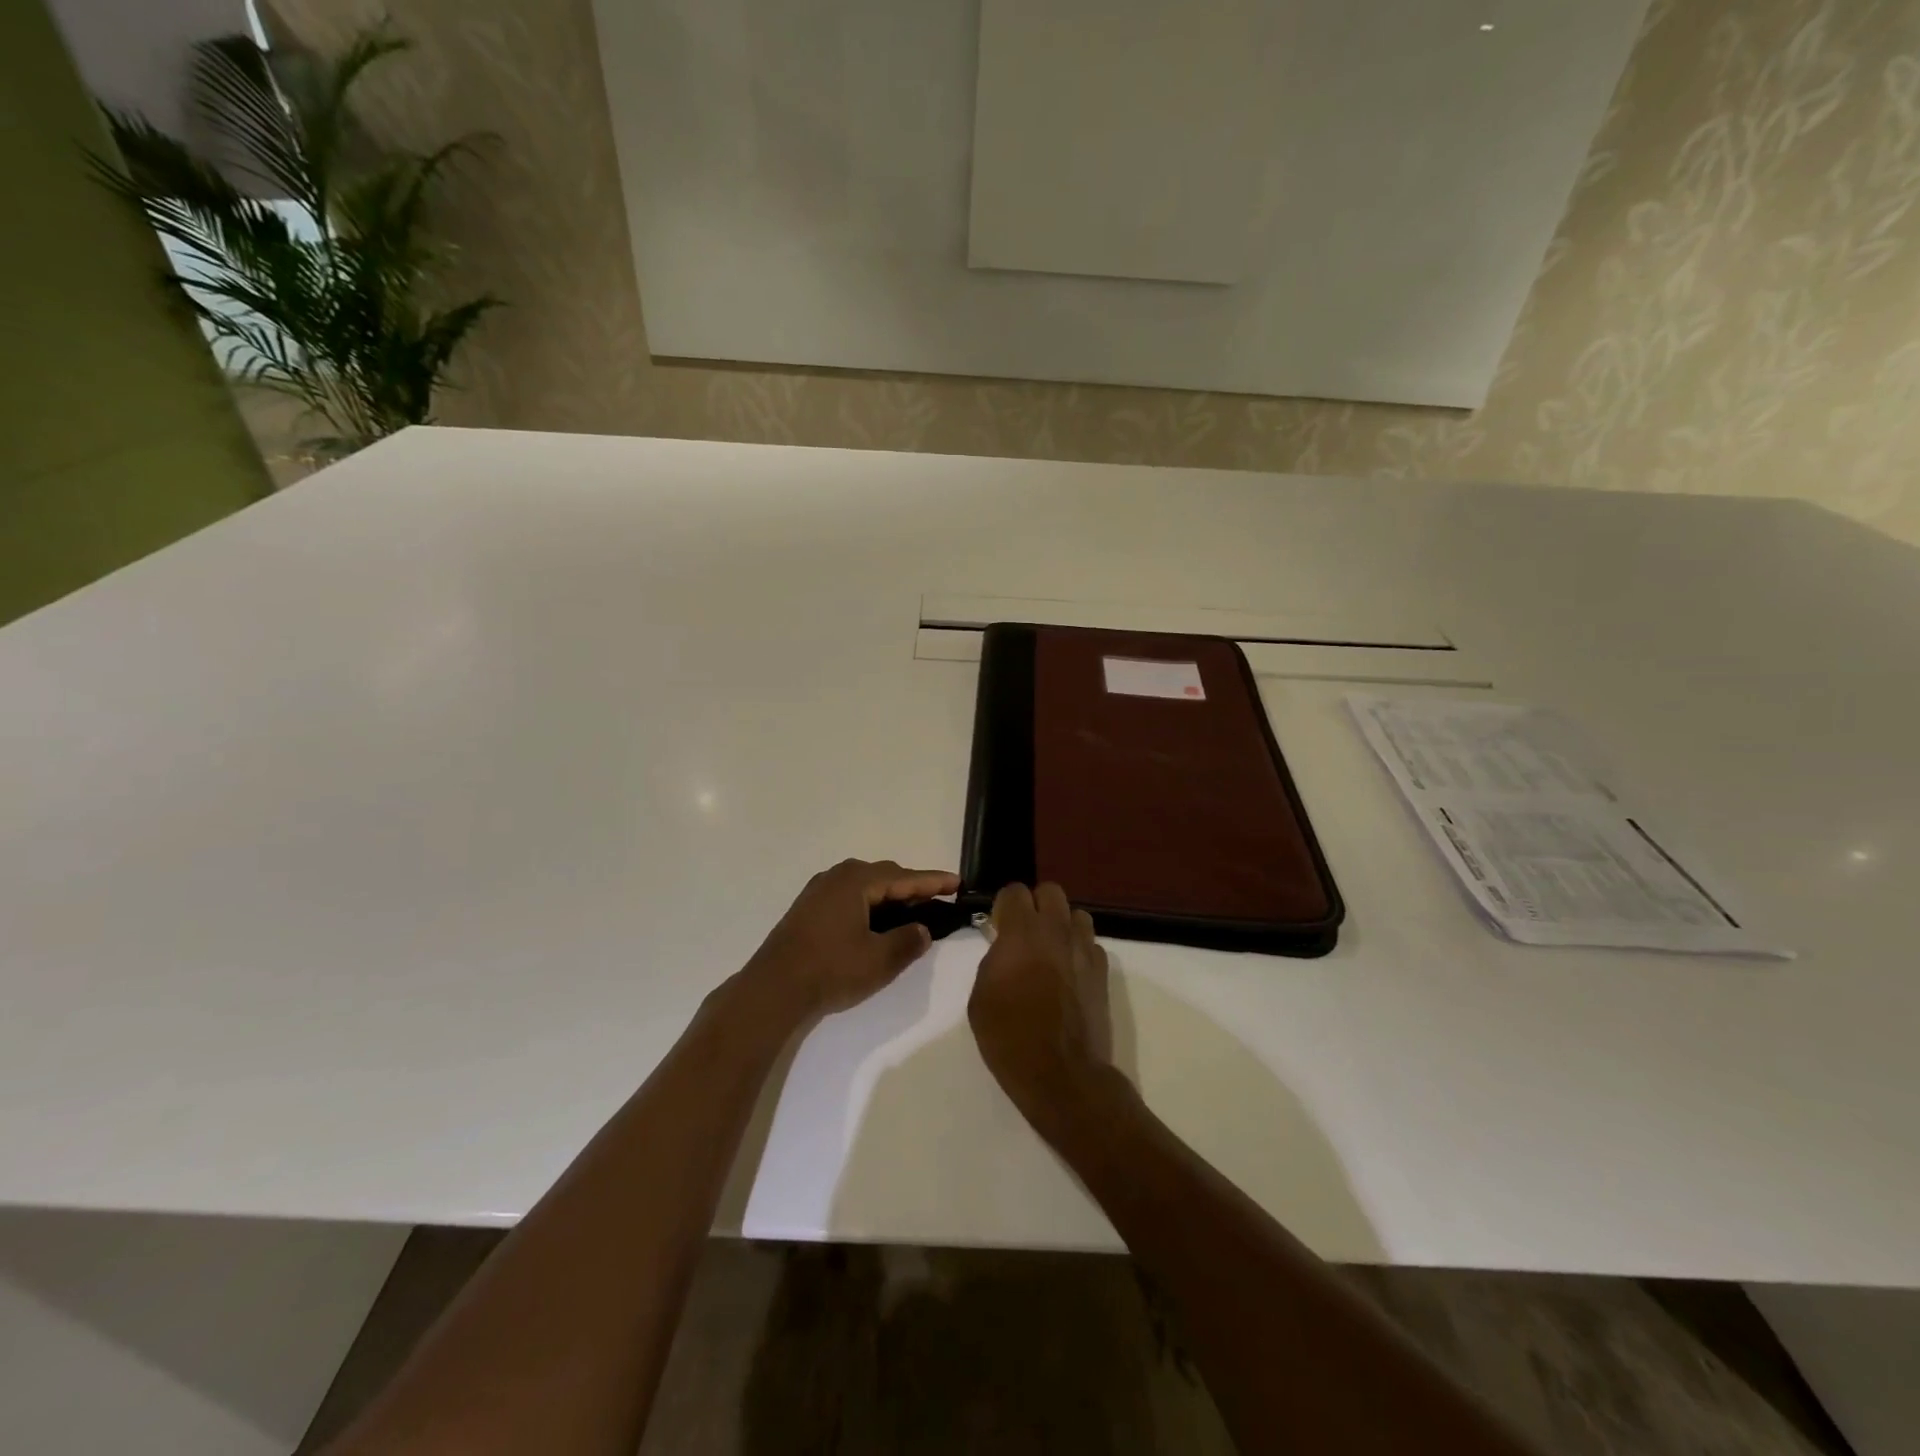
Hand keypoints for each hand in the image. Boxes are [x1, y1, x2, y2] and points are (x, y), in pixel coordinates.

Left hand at [743, 859, 959, 1018]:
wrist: (773, 988)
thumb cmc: (831, 969)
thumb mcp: (879, 959)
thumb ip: (908, 941)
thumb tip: (922, 930)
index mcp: (857, 881)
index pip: (905, 877)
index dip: (933, 881)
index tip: (958, 882)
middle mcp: (838, 876)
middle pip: (885, 876)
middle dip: (912, 887)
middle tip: (937, 900)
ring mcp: (819, 890)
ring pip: (866, 886)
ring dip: (890, 896)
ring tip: (911, 911)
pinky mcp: (809, 908)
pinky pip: (850, 896)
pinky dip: (870, 904)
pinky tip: (876, 922)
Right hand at [967, 883, 1116, 1125]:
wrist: (1062, 1074)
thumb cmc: (1010, 1036)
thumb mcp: (981, 996)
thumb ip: (994, 960)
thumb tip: (1005, 949)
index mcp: (1022, 932)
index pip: (1015, 891)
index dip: (1004, 905)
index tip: (998, 926)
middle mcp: (1057, 931)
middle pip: (1051, 891)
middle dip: (1036, 905)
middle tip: (1024, 933)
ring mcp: (1084, 950)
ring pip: (1077, 915)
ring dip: (1062, 925)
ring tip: (1050, 950)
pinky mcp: (1103, 972)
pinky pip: (1091, 945)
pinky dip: (1079, 951)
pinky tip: (1069, 974)